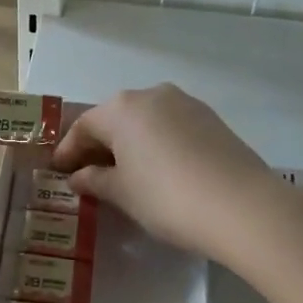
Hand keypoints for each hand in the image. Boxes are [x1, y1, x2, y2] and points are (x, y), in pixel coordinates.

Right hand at [52, 84, 272, 260]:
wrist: (242, 206)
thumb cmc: (166, 197)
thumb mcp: (122, 193)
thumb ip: (95, 180)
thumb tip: (78, 176)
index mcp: (122, 108)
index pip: (84, 126)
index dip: (68, 150)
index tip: (59, 172)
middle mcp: (152, 95)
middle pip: (114, 119)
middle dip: (99, 145)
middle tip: (88, 174)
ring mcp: (186, 104)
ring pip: (145, 121)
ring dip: (129, 144)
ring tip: (124, 174)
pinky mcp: (211, 119)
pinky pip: (170, 127)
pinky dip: (156, 144)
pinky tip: (158, 170)